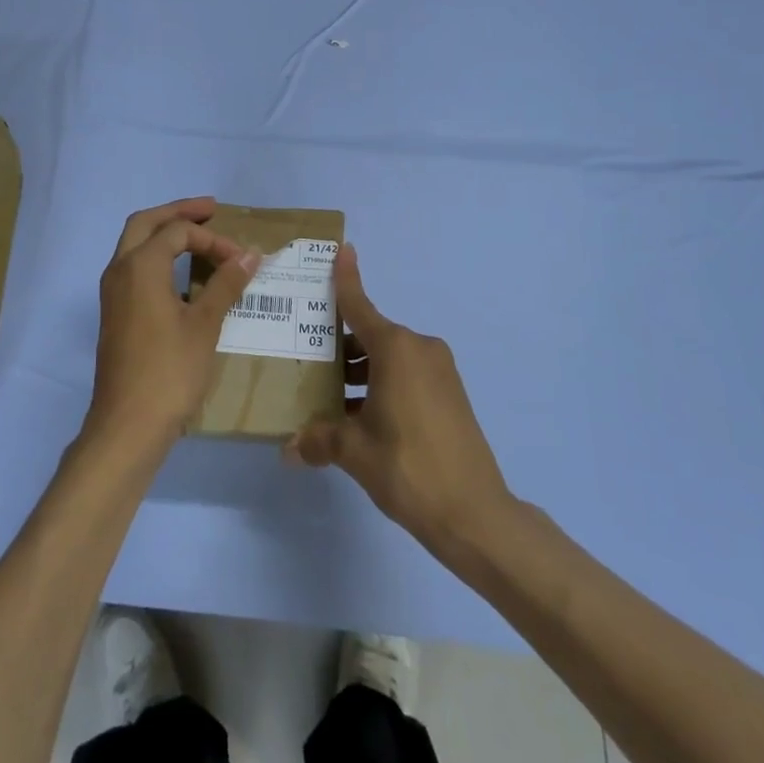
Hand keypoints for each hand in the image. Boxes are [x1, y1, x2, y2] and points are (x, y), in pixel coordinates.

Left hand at [85, 197, 261, 461]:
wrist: (127, 425)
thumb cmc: (169, 370)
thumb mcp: (205, 325)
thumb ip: (226, 284)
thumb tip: (249, 254)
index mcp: (140, 265)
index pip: (177, 232)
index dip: (212, 239)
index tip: (241, 259)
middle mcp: (119, 270)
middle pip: (145, 223)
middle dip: (178, 213)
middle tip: (210, 210)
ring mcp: (112, 293)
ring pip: (134, 245)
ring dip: (164, 234)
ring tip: (197, 235)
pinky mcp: (114, 313)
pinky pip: (134, 268)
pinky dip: (157, 258)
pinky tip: (180, 275)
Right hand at [286, 244, 515, 558]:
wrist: (475, 513)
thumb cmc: (408, 468)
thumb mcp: (355, 452)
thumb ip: (319, 440)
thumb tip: (288, 449)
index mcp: (396, 349)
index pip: (360, 305)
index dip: (347, 278)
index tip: (342, 248)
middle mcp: (419, 349)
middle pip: (370, 334)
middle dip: (339, 344)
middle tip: (306, 356)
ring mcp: (439, 371)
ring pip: (388, 358)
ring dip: (360, 369)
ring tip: (327, 393)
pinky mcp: (450, 394)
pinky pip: (406, 375)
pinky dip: (382, 384)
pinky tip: (359, 414)